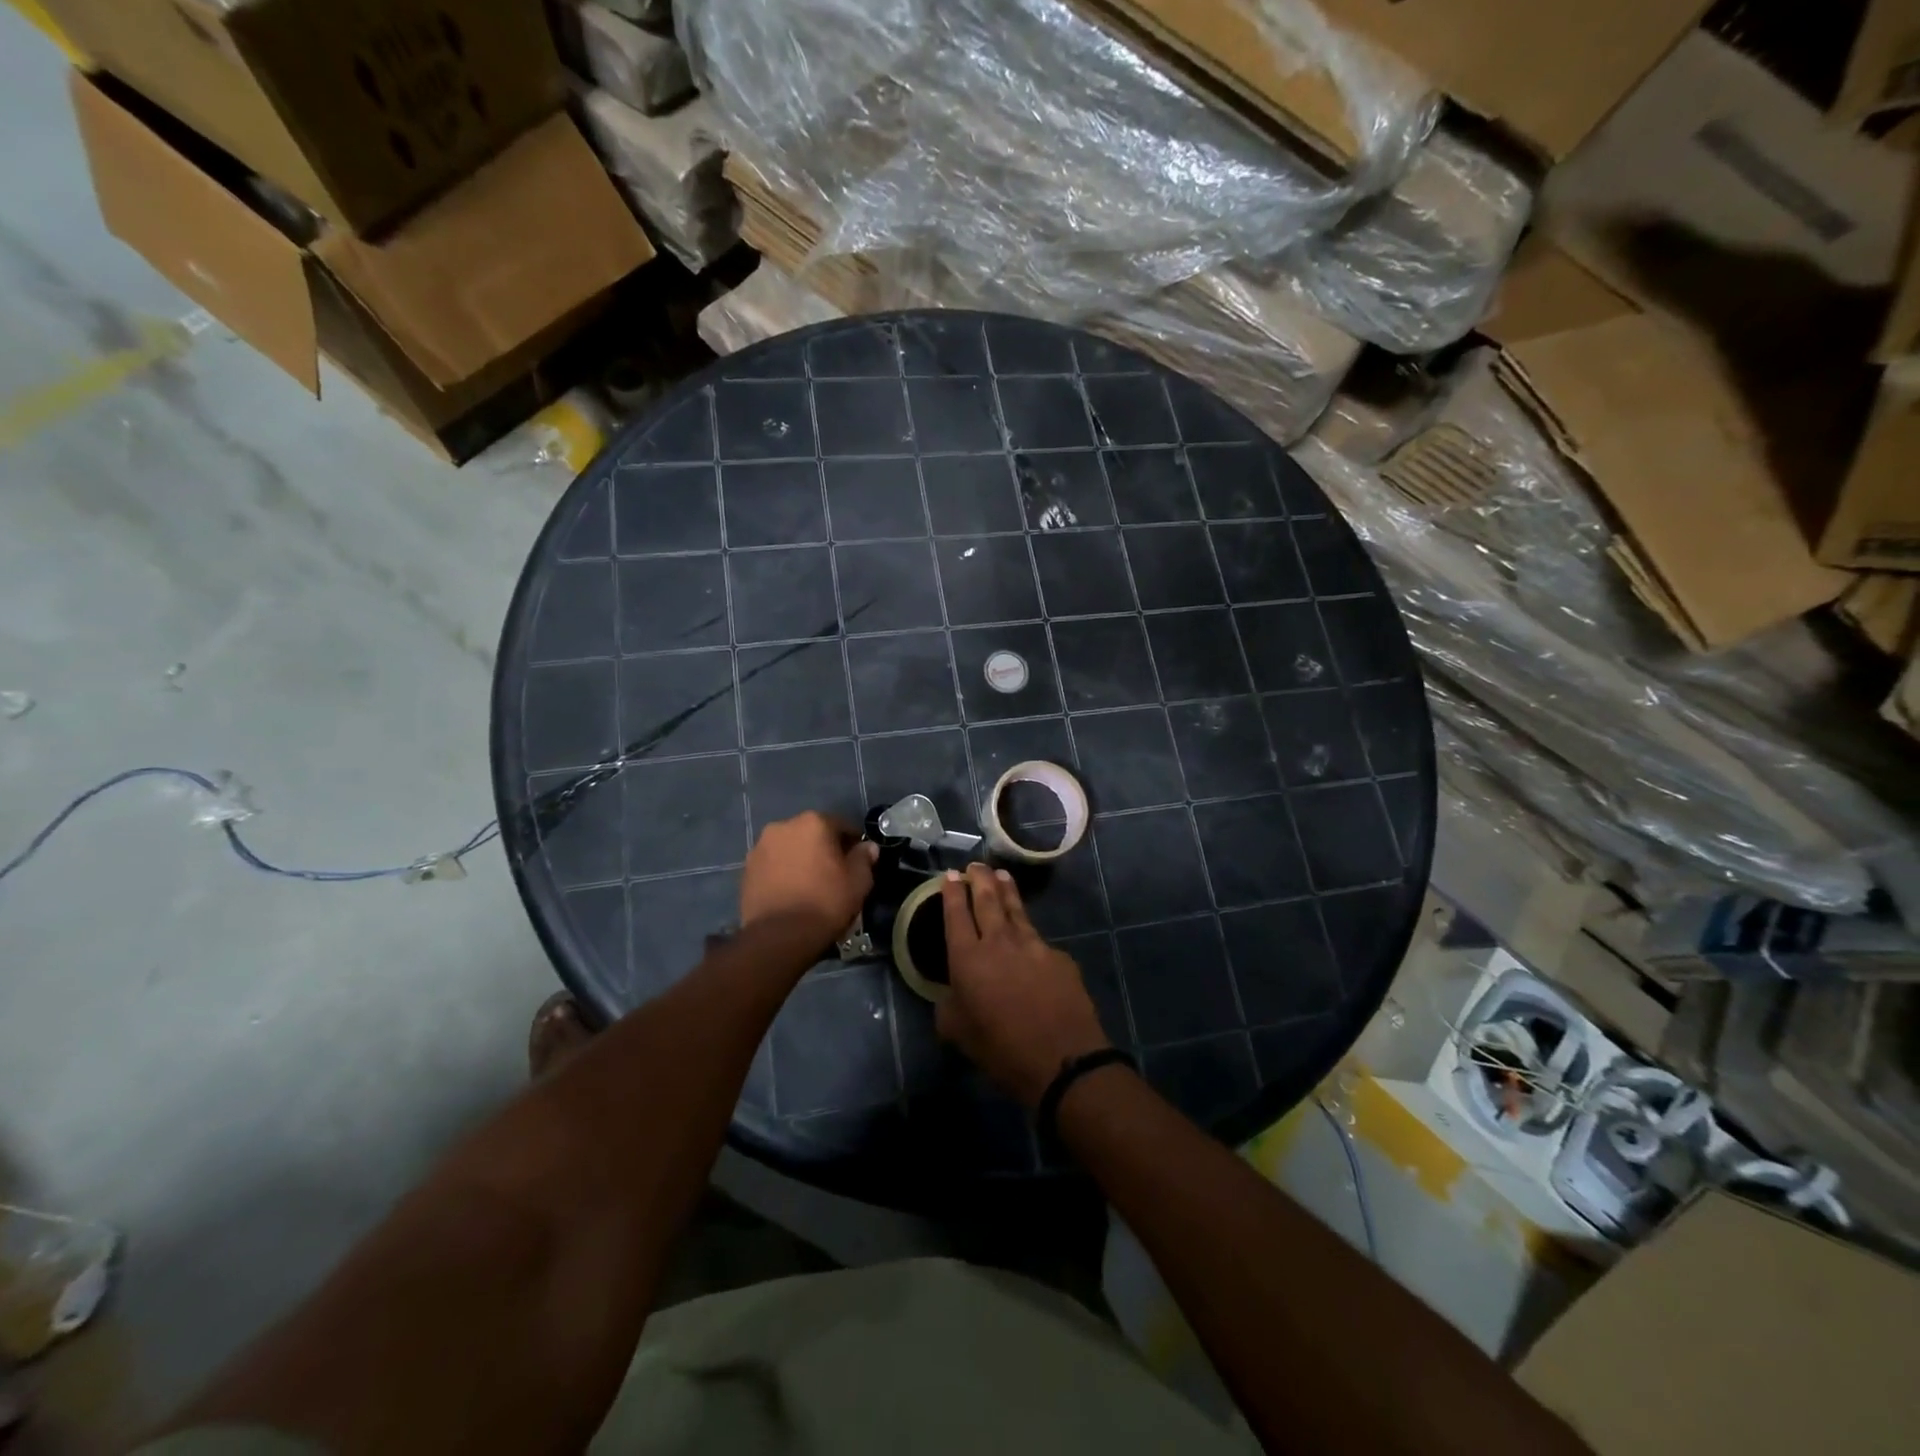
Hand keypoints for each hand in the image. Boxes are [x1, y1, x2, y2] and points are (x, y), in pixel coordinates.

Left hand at [740, 813, 877, 949]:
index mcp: (813, 822)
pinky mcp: (746, 869)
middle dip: (823, 849)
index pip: (842, 825)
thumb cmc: (825, 903)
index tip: (858, 862)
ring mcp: (760, 847)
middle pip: (812, 834)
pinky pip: (773, 865)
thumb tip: (867, 847)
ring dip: (800, 859)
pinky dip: (782, 872)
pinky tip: (791, 893)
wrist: (779, 937)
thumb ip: (864, 858)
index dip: (853, 844)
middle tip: (834, 874)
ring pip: (790, 848)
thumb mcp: (858, 882)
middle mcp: (783, 826)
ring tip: (809, 886)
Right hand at [937, 863, 1111, 1107]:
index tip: (950, 875)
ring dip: (1006, 890)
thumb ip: (949, 1004)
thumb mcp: (957, 1032)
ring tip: (1001, 876)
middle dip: (979, 879)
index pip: (955, 913)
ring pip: (1016, 908)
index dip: (951, 892)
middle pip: (987, 899)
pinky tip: (1029, 937)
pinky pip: (1038, 938)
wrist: (1062, 1060)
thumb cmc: (1001, 1050)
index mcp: (967, 958)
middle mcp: (998, 941)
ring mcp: (1032, 944)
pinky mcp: (1058, 956)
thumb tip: (952, 991)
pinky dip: (1028, 932)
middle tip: (975, 865)